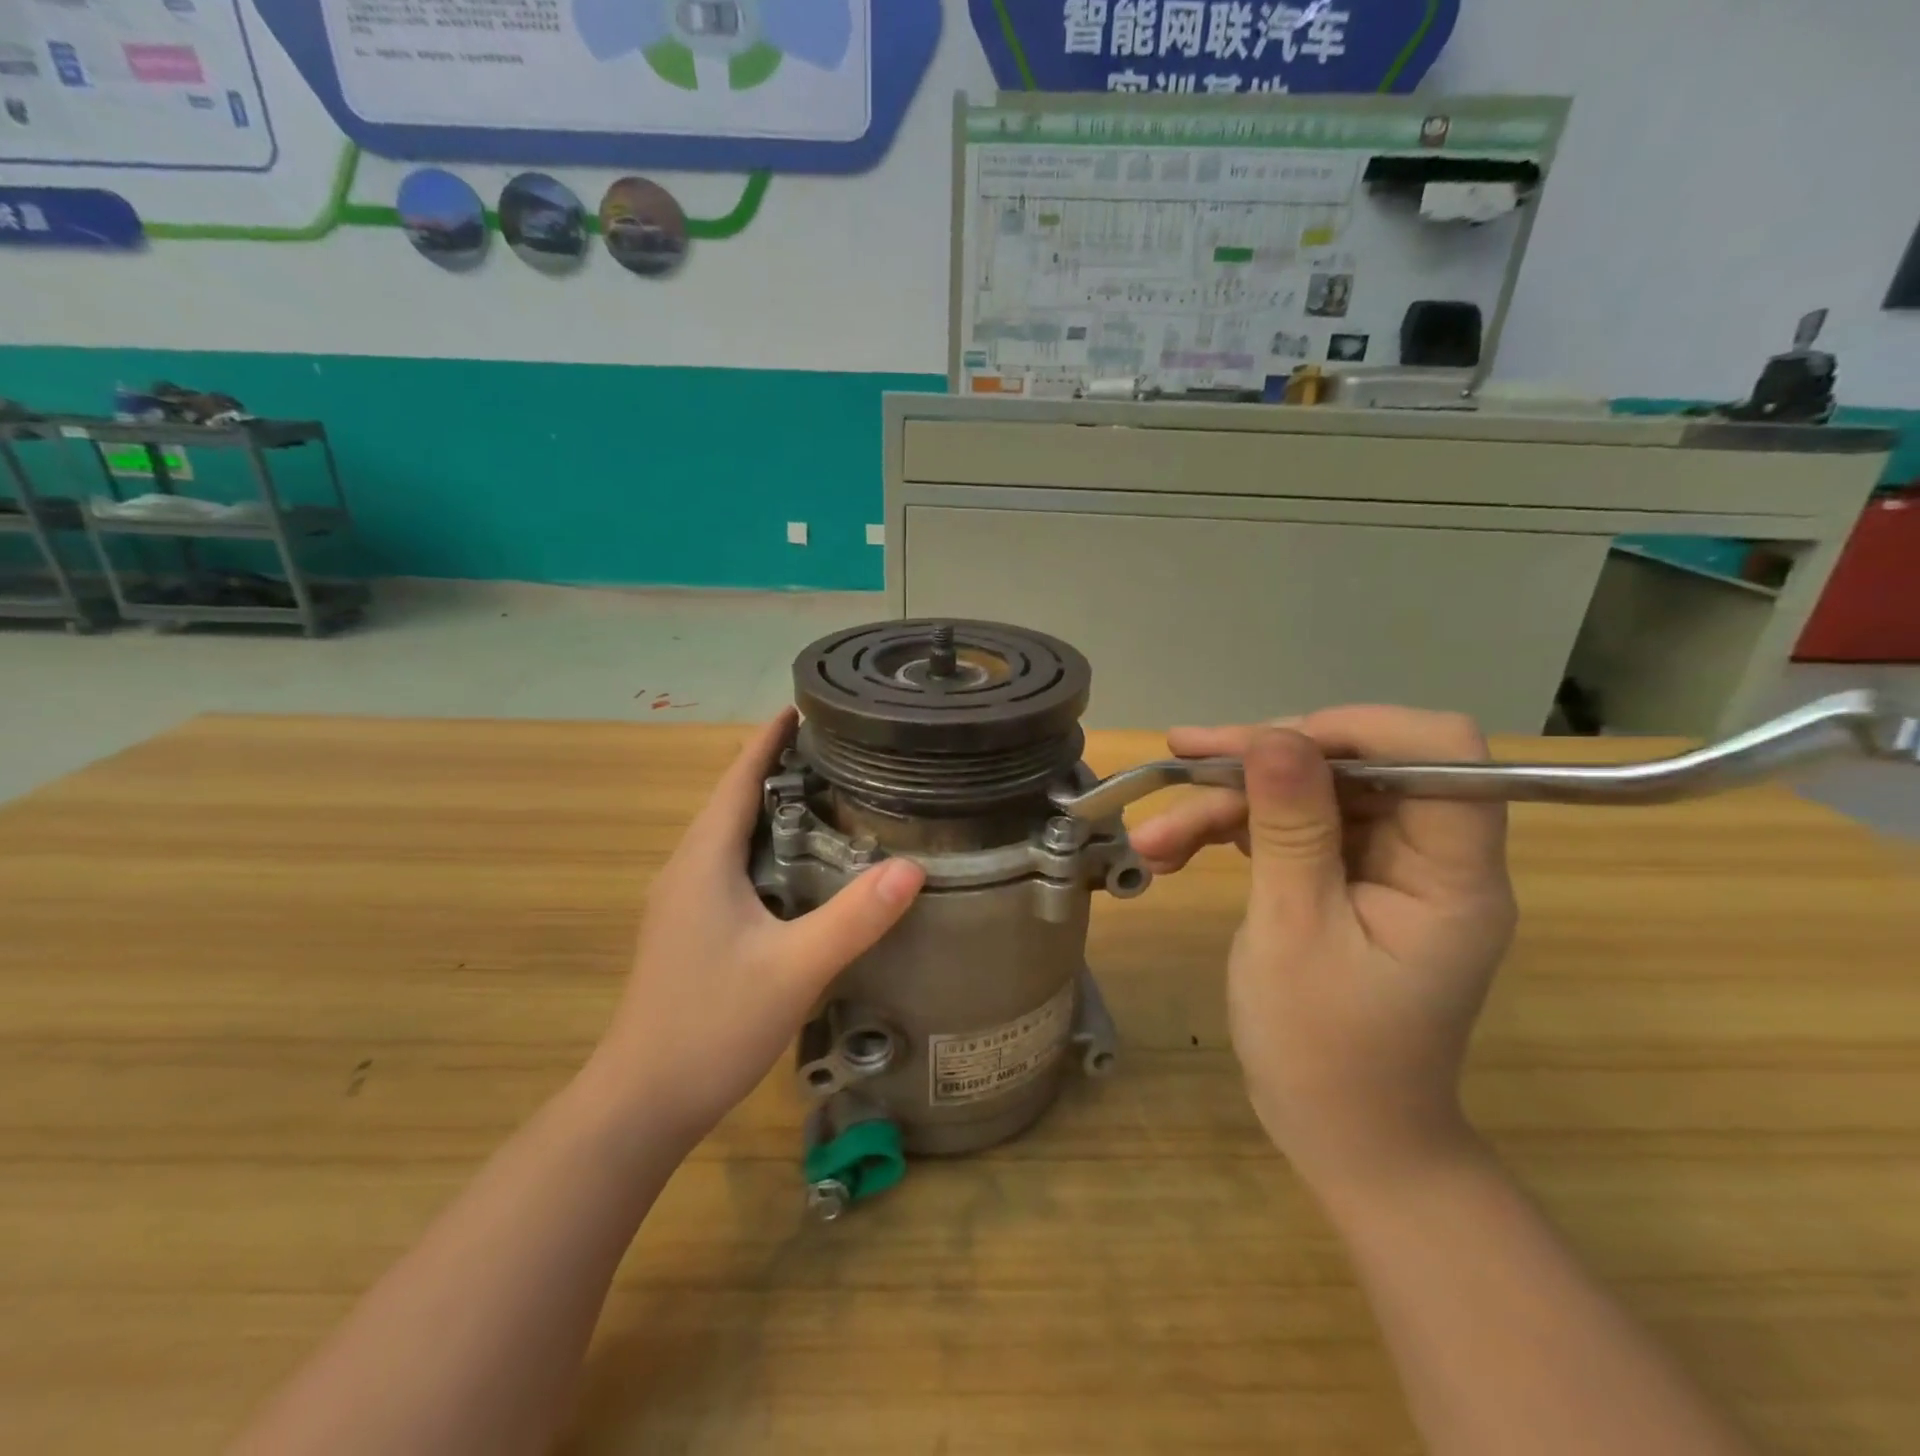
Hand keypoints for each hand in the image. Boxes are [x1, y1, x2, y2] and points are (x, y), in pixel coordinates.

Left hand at [588, 709, 923, 1146]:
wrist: (642, 1102)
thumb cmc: (710, 1026)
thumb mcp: (793, 970)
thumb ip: (854, 919)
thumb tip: (913, 866)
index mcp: (703, 861)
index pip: (737, 778)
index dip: (770, 739)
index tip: (807, 705)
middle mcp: (688, 869)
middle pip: (735, 799)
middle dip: (782, 767)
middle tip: (844, 750)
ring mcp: (684, 901)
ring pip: (734, 835)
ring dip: (775, 807)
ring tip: (834, 794)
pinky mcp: (692, 928)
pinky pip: (734, 865)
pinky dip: (770, 845)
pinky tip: (806, 864)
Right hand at [1130, 708, 1516, 1194]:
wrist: (1341, 1135)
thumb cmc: (1325, 1051)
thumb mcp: (1295, 931)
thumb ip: (1290, 827)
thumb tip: (1274, 735)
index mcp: (1450, 872)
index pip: (1438, 753)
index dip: (1356, 728)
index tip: (1267, 745)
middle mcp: (1427, 855)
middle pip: (1354, 766)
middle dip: (1260, 766)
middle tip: (1180, 769)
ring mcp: (1385, 867)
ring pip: (1308, 794)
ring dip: (1228, 805)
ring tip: (1155, 838)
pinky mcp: (1346, 879)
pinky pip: (1291, 829)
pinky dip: (1233, 833)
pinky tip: (1177, 852)